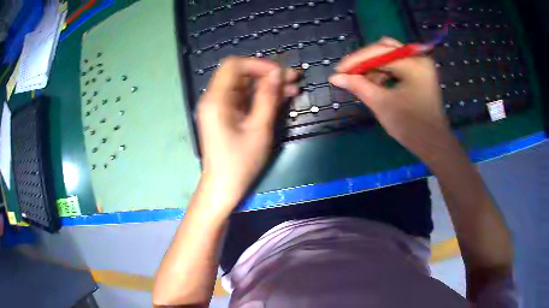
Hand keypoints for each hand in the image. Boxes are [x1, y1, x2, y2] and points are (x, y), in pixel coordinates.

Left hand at [196, 57, 298, 211]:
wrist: (223, 187)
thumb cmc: (240, 162)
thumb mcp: (259, 128)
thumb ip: (268, 97)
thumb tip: (278, 73)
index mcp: (216, 99)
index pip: (234, 65)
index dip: (258, 64)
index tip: (280, 73)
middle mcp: (215, 99)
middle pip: (241, 74)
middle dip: (267, 74)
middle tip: (294, 78)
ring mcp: (221, 108)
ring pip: (246, 86)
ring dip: (268, 86)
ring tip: (294, 89)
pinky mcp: (227, 116)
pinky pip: (245, 99)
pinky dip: (262, 97)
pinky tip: (283, 99)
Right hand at [329, 38, 454, 159]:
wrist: (433, 144)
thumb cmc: (411, 126)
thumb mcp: (382, 104)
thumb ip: (359, 86)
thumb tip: (335, 77)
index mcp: (414, 64)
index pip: (379, 52)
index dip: (356, 60)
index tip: (338, 70)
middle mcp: (419, 58)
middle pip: (384, 48)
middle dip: (365, 61)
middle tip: (349, 73)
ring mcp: (421, 65)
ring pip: (390, 56)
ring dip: (373, 67)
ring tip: (362, 82)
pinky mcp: (420, 73)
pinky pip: (397, 65)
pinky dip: (384, 72)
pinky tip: (376, 84)